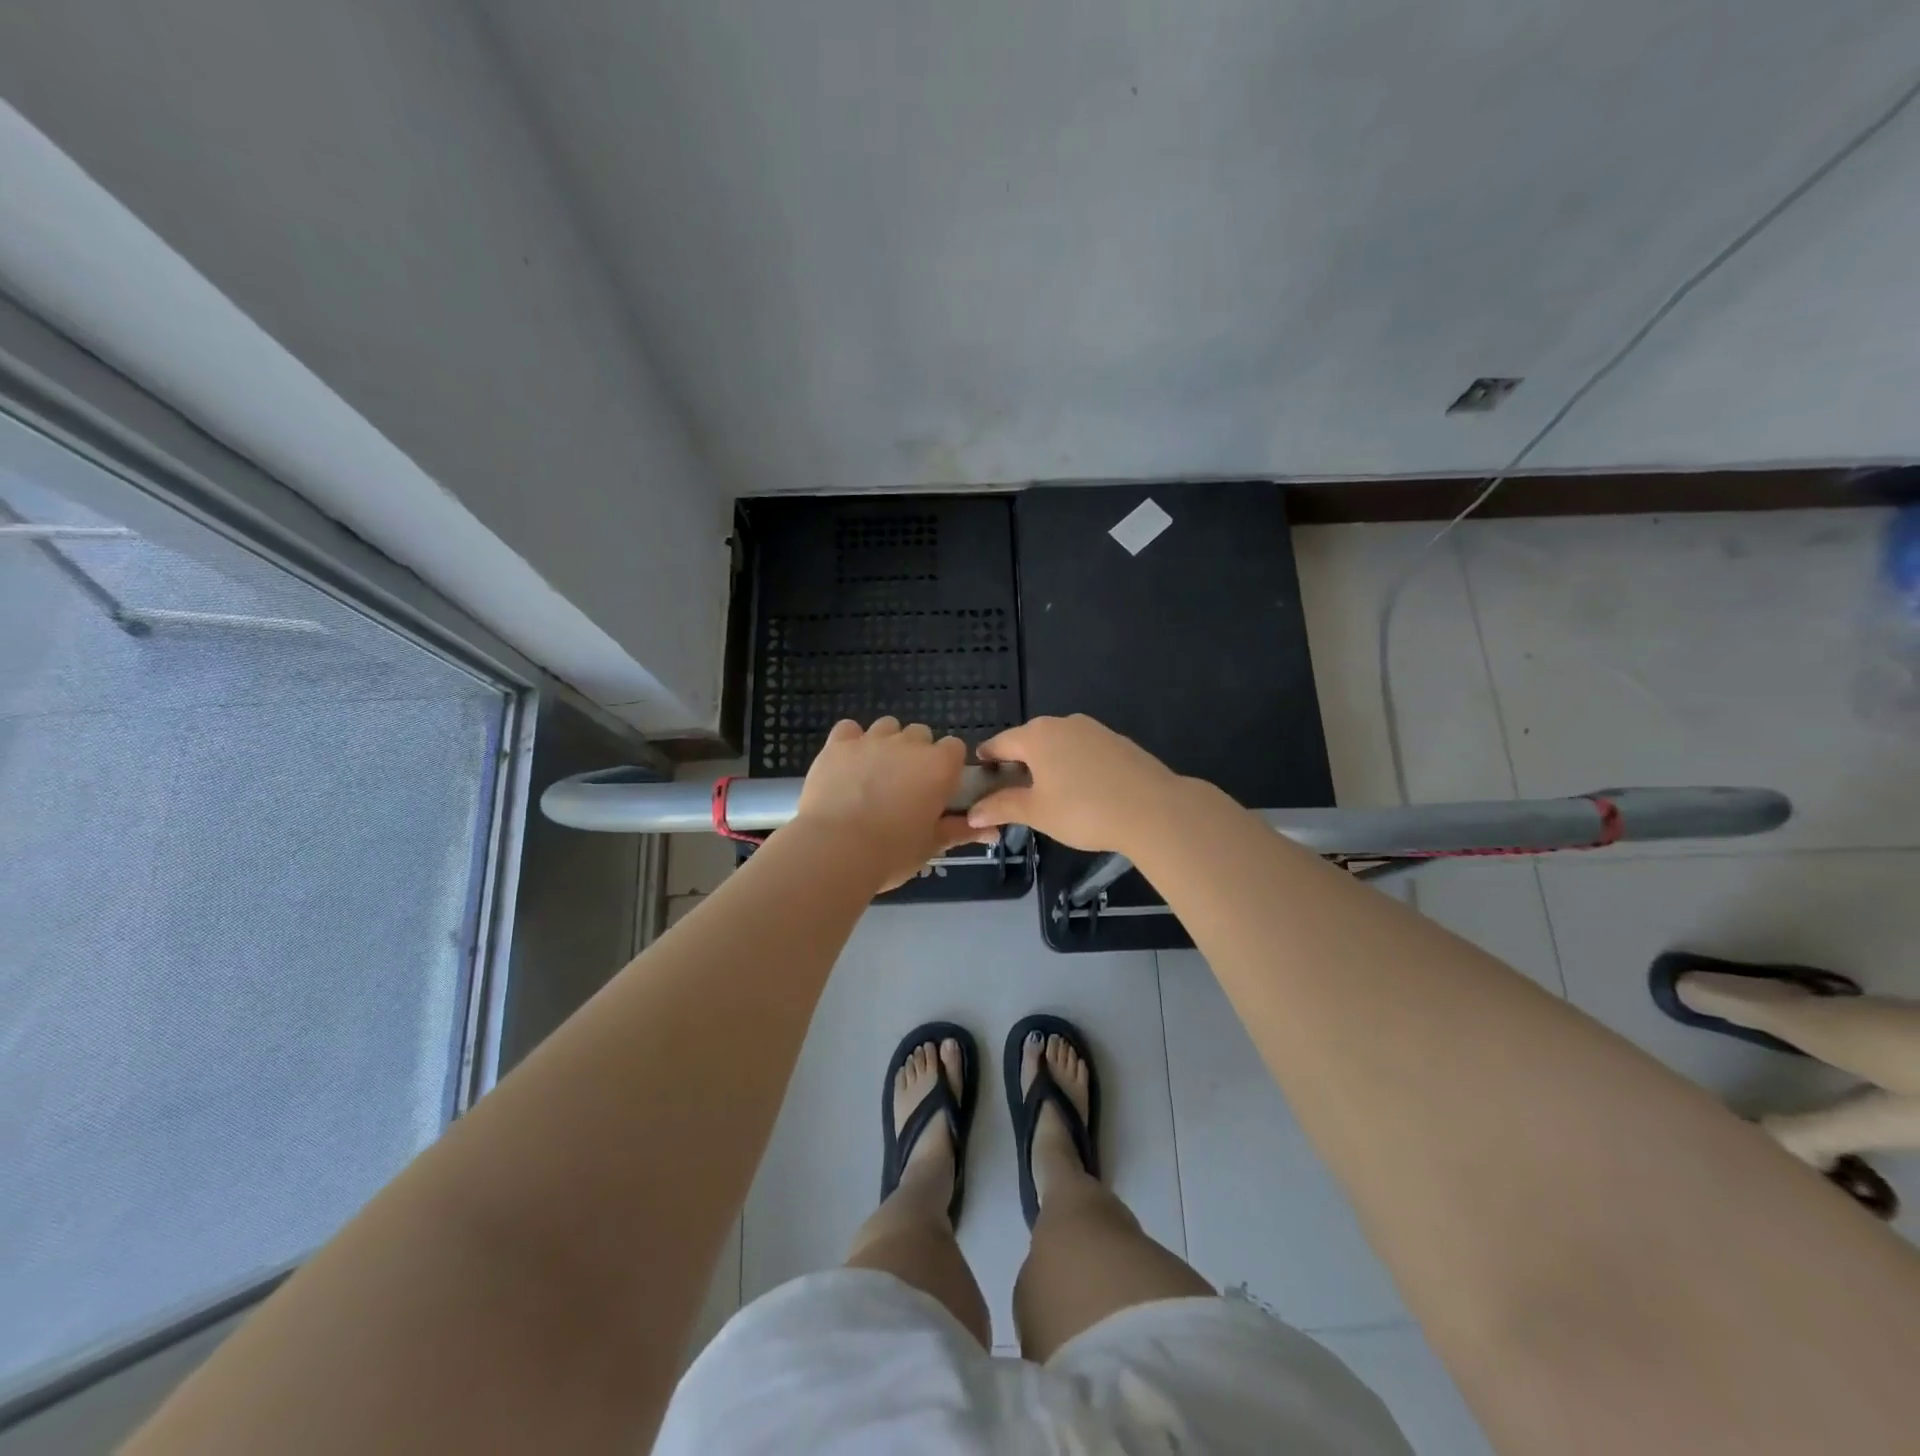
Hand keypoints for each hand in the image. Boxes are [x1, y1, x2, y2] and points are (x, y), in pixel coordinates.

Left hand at [796, 718, 986, 890]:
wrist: (835, 850)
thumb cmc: (892, 853)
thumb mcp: (931, 845)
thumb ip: (960, 831)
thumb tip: (993, 832)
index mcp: (939, 766)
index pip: (955, 747)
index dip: (947, 766)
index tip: (938, 789)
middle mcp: (909, 743)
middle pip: (921, 734)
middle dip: (917, 753)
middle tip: (906, 787)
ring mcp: (871, 740)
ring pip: (887, 727)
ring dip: (887, 744)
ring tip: (875, 774)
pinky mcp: (838, 744)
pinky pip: (849, 729)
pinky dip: (851, 741)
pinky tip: (847, 763)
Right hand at [966, 714, 1186, 851]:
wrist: (1153, 809)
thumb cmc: (1084, 810)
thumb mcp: (1037, 812)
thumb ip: (1002, 807)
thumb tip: (972, 813)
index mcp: (1036, 736)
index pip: (1000, 743)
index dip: (987, 761)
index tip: (981, 777)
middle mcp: (1062, 723)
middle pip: (1029, 740)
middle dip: (1018, 763)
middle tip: (1012, 791)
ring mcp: (1094, 729)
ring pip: (1059, 744)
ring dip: (1048, 763)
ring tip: (1048, 793)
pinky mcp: (1117, 741)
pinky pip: (1083, 750)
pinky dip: (1074, 765)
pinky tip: (1082, 789)